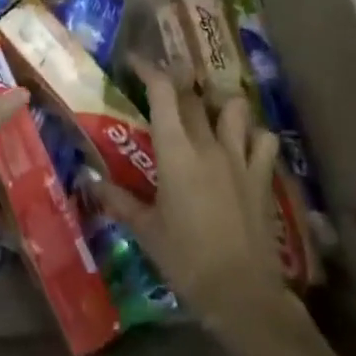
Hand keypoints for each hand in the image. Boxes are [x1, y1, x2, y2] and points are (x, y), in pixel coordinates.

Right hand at [94, 56, 287, 335]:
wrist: (242, 294)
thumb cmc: (186, 260)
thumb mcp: (146, 231)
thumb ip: (119, 201)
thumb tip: (91, 182)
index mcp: (176, 152)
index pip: (163, 93)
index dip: (149, 69)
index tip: (135, 61)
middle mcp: (208, 144)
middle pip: (194, 96)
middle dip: (177, 82)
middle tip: (164, 83)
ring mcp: (240, 158)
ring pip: (235, 108)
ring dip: (221, 103)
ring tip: (209, 110)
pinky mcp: (262, 176)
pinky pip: (264, 140)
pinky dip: (254, 134)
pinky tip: (244, 143)